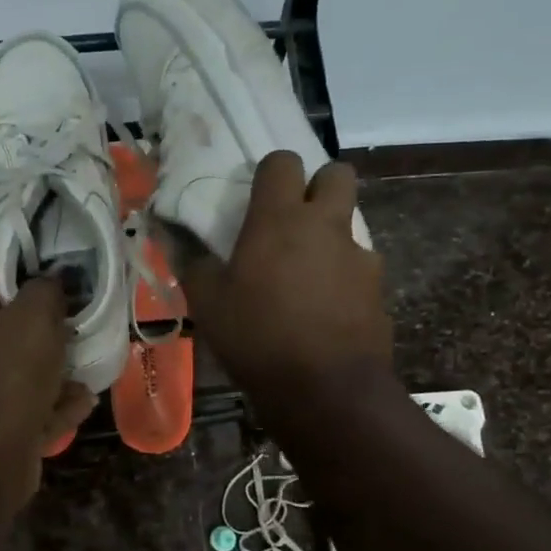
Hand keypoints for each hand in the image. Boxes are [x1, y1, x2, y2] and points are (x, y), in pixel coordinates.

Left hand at [0, 279, 96, 503]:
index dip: (25, 302)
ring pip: (20, 381)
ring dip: (56, 380)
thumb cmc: (8, 372)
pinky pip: (25, 414)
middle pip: (8, 343)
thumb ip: (45, 291)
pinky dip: (53, 409)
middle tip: (77, 344)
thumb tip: (51, 281)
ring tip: (87, 379)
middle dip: (46, 346)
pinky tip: (84, 405)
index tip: (57, 310)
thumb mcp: (35, 314)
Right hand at [177, 151, 391, 407]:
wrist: (325, 388)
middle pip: (337, 174)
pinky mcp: (377, 287)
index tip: (258, 195)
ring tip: (304, 273)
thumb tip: (172, 236)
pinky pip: (358, 265)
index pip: (283, 161)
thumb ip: (192, 263)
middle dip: (319, 185)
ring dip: (329, 234)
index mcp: (280, 219)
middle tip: (294, 217)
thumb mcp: (208, 303)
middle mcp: (325, 225)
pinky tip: (325, 307)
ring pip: (349, 222)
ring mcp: (357, 255)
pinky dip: (343, 275)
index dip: (271, 171)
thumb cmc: (257, 337)